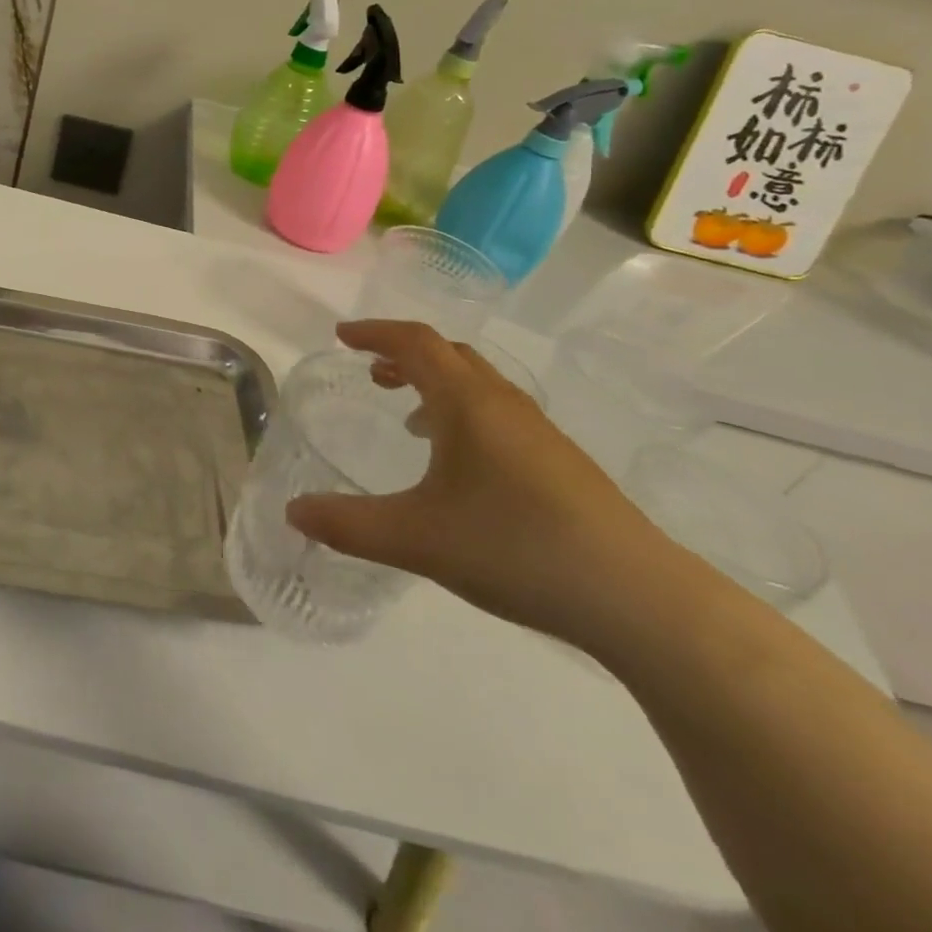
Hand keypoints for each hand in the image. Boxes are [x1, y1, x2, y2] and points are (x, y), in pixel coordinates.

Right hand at [285, 320, 665, 644]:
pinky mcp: (561, 463)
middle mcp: (503, 404)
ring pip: (478, 384)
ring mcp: (539, 433)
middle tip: (370, 371)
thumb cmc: (516, 548)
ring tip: (407, 415)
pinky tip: (458, 464)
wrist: (639, 598)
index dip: (375, 332)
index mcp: (467, 404)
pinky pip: (498, 414)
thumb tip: (292, 512)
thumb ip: (348, 525)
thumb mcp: (417, 539)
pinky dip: (463, 414)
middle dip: (404, 354)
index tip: (341, 336)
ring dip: (435, 384)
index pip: (415, 343)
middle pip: (449, 354)